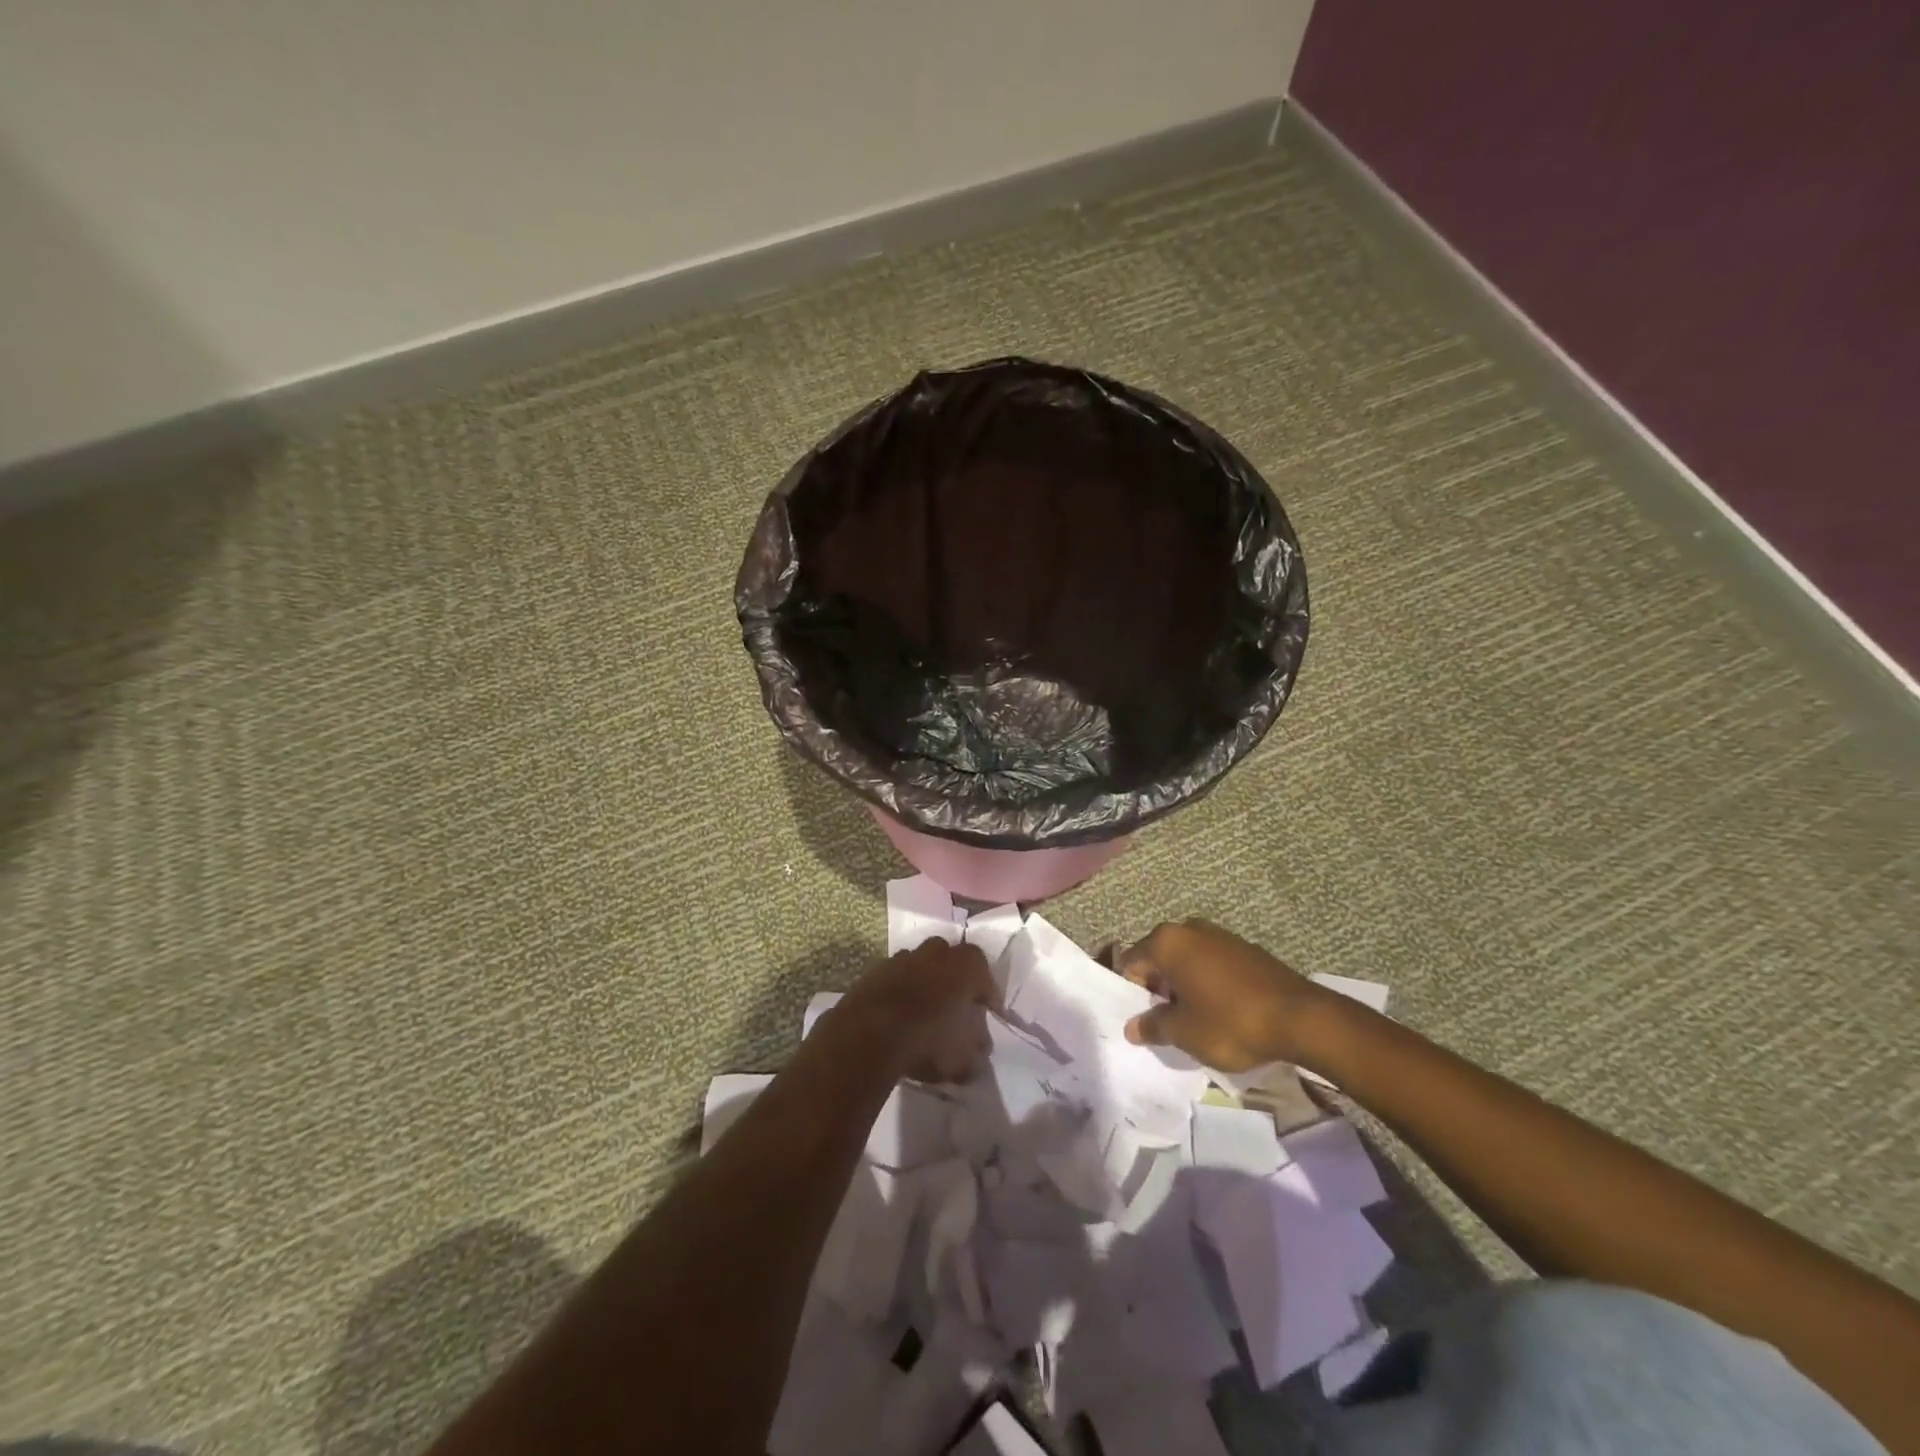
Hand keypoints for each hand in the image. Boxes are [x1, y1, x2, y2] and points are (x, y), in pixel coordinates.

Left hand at [835, 937, 999, 1084]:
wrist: (870, 1035)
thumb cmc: (930, 1040)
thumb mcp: (966, 1058)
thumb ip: (978, 1051)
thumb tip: (979, 1047)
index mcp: (967, 965)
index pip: (986, 976)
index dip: (987, 998)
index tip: (987, 1017)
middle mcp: (937, 952)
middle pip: (951, 963)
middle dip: (954, 983)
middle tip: (955, 1010)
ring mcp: (903, 958)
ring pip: (921, 968)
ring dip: (925, 986)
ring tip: (924, 1016)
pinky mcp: (875, 971)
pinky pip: (895, 980)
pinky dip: (899, 994)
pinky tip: (898, 1019)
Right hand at [1118, 919, 1327, 1071]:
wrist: (1301, 1018)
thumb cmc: (1230, 1022)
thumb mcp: (1184, 1033)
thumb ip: (1152, 1026)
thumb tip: (1132, 1027)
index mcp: (1167, 942)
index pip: (1131, 963)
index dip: (1132, 993)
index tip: (1144, 1019)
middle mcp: (1190, 929)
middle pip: (1159, 958)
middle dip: (1159, 988)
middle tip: (1169, 1022)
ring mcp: (1220, 935)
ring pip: (1187, 960)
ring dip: (1184, 985)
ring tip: (1197, 1019)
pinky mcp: (1245, 948)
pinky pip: (1212, 963)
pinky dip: (1208, 982)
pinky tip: (1222, 1010)